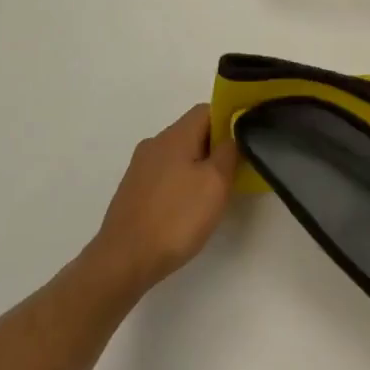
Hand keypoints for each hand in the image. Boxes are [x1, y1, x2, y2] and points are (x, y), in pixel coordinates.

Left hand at [86, 105, 240, 299]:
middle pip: (192, 132)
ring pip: (179, 155)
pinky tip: (188, 209)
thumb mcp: (216, 183)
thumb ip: (228, 152)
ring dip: (199, 166)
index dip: (230, 119)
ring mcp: (140, 168)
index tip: (245, 142)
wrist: (124, 260)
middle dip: (216, 147)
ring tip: (214, 194)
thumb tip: (231, 135)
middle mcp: (154, 144)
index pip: (207, 109)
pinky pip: (165, 174)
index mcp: (174, 136)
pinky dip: (182, 182)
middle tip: (235, 172)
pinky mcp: (133, 190)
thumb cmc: (177, 218)